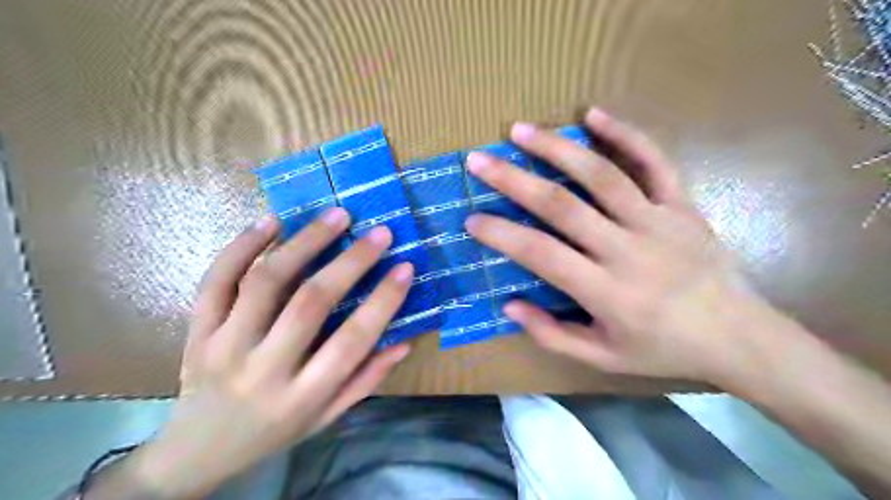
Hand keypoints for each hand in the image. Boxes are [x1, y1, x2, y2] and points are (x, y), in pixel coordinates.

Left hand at [121, 211, 413, 499]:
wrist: (196, 452)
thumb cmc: (274, 432)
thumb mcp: (327, 417)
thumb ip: (366, 380)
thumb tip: (405, 342)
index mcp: (303, 396)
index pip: (352, 341)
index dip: (383, 301)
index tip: (404, 267)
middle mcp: (264, 369)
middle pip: (310, 303)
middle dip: (351, 262)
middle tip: (379, 232)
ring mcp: (224, 346)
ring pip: (265, 282)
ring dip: (304, 242)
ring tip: (335, 216)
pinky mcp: (197, 330)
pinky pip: (216, 281)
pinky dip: (243, 246)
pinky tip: (272, 222)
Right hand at [466, 107, 785, 383]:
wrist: (737, 336)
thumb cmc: (663, 349)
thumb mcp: (602, 357)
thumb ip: (552, 334)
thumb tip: (509, 305)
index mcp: (606, 291)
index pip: (541, 254)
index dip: (502, 234)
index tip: (472, 219)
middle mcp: (627, 249)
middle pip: (562, 206)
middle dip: (514, 180)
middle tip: (479, 160)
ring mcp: (657, 221)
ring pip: (601, 175)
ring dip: (557, 148)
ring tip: (520, 130)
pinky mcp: (681, 205)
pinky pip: (653, 161)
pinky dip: (624, 134)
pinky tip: (593, 114)